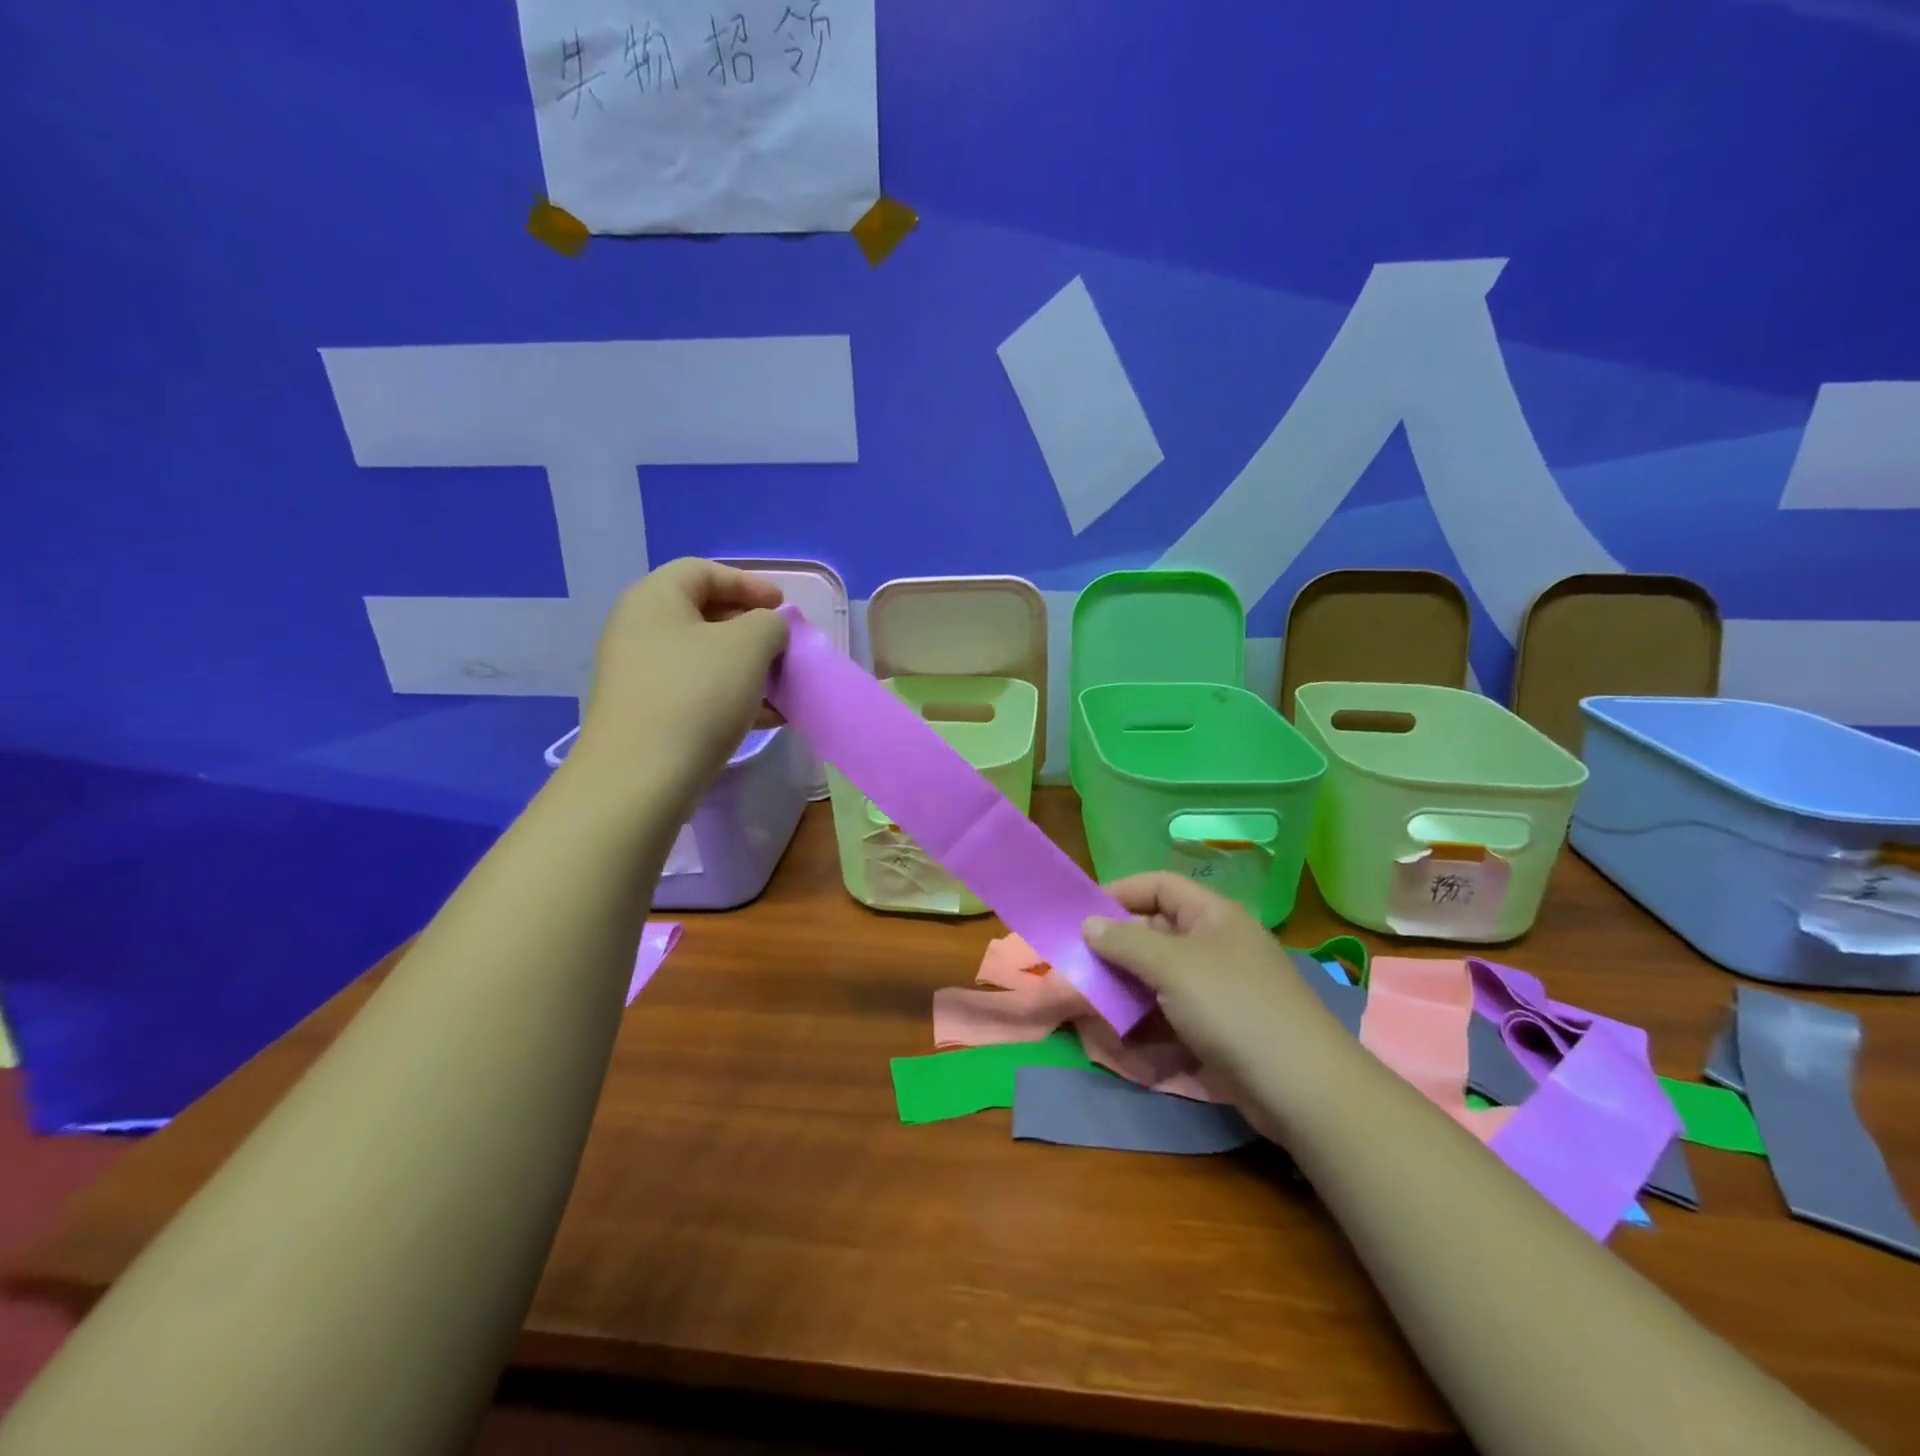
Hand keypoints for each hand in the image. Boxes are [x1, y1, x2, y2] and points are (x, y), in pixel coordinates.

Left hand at [572, 559, 787, 796]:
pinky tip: (766, 719)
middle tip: (784, 649)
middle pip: (704, 615)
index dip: (748, 583)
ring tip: (783, 690)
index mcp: (654, 599)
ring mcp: (639, 674)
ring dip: (748, 669)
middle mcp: (638, 630)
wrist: (640, 777)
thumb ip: (769, 624)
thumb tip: (766, 630)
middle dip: (752, 631)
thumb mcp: (749, 646)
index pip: (703, 571)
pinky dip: (732, 697)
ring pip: (704, 659)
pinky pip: (696, 692)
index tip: (783, 608)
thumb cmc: (696, 694)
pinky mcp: (646, 713)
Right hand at [1083, 874, 1351, 1100]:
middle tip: (1077, 964)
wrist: (1302, 1088)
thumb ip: (1126, 941)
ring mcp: (1218, 989)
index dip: (1120, 892)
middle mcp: (1215, 944)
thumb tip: (1089, 923)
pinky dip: (1144, 1021)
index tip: (1081, 914)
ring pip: (1159, 977)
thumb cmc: (1234, 1007)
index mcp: (1213, 915)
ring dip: (1124, 987)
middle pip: (1156, 932)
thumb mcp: (1173, 966)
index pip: (1159, 885)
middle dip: (1116, 947)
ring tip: (1090, 1002)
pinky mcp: (1217, 1028)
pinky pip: (1171, 1013)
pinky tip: (1120, 1035)